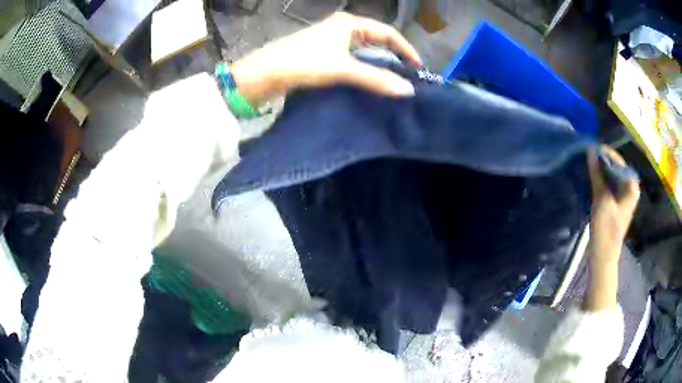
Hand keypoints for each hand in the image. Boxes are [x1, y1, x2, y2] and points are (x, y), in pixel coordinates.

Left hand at [230, 12, 421, 104]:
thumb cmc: (303, 62)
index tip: (418, 68)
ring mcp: (331, 39)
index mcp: (350, 23)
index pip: (388, 33)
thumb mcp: (342, 69)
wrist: (263, 73)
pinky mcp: (322, 53)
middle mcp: (342, 27)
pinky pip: (351, 58)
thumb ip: (376, 79)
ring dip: (378, 63)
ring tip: (391, 81)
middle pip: (377, 39)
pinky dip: (363, 68)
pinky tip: (367, 81)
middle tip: (407, 75)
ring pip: (364, 50)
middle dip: (394, 56)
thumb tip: (409, 90)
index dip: (406, 49)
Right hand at [587, 146, 639, 266]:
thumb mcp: (601, 200)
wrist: (603, 256)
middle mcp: (630, 188)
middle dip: (602, 161)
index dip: (605, 153)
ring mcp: (624, 196)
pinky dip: (602, 180)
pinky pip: (610, 184)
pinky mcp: (617, 203)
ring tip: (588, 165)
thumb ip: (597, 174)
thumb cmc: (606, 230)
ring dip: (601, 170)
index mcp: (631, 186)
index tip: (590, 148)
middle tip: (588, 156)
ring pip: (612, 176)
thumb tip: (591, 150)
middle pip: (616, 167)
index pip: (618, 161)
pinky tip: (592, 178)